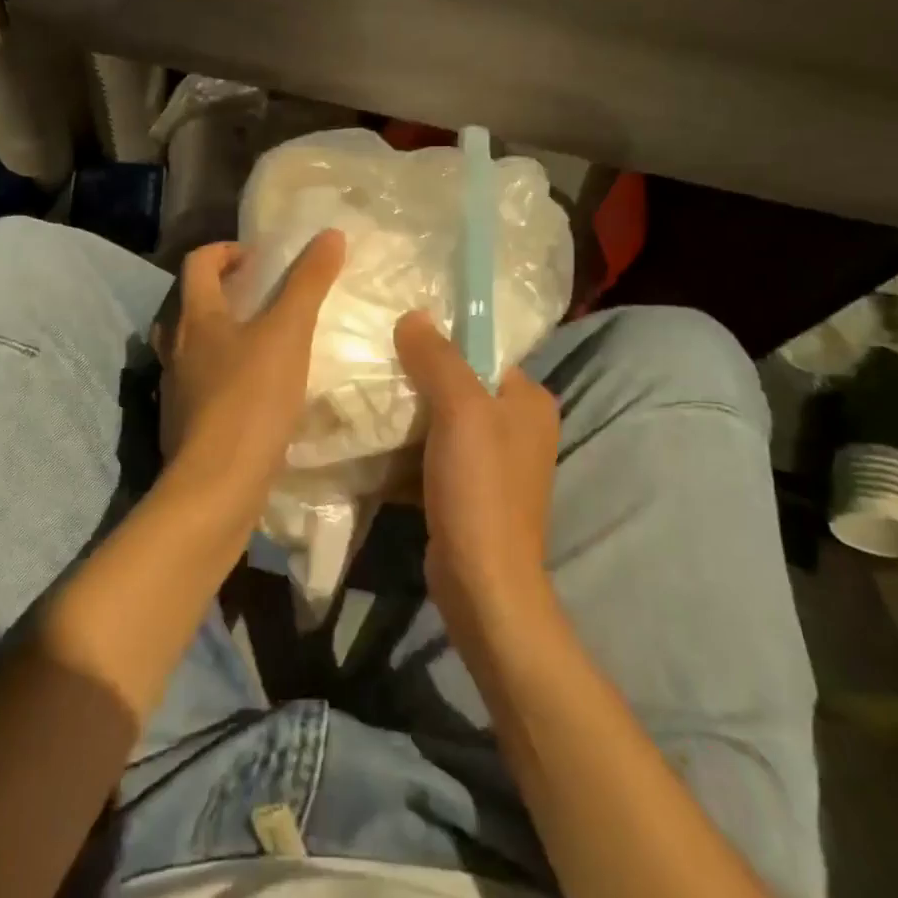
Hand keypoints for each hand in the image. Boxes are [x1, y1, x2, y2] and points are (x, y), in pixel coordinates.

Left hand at [155, 231, 345, 498]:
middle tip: (262, 296)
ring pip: (193, 346)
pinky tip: (255, 390)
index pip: (198, 262)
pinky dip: (223, 373)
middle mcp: (175, 347)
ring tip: (262, 342)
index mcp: (195, 317)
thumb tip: (330, 234)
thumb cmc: (251, 398)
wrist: (218, 485)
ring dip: (222, 334)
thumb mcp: (288, 333)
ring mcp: (176, 388)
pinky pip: (201, 383)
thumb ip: (308, 283)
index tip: (259, 258)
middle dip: (224, 292)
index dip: (226, 250)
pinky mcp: (184, 423)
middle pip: (191, 303)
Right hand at [394, 311, 559, 623]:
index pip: (484, 353)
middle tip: (376, 365)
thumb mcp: (460, 411)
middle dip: (420, 378)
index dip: (443, 341)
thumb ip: (438, 359)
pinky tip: (375, 440)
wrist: (482, 583)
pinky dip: (409, 447)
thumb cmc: (479, 488)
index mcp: (529, 402)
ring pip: (444, 421)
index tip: (397, 336)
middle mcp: (519, 428)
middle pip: (461, 385)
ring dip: (410, 414)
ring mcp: (495, 464)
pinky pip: (435, 454)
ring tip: (368, 396)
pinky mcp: (471, 492)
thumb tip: (414, 315)